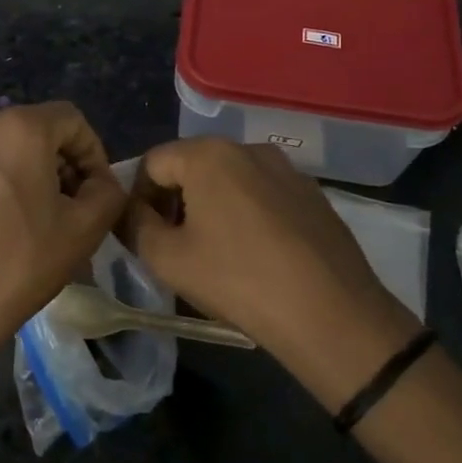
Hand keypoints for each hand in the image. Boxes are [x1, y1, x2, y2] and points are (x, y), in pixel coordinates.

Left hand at [0, 101, 127, 370]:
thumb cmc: (17, 265)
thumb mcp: (84, 231)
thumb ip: (107, 192)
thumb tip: (100, 182)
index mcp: (16, 127)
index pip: (71, 119)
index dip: (93, 153)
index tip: (96, 193)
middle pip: (33, 130)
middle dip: (58, 163)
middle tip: (70, 208)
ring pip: (0, 149)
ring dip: (25, 174)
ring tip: (33, 220)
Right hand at [122, 139, 421, 397]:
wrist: (330, 314)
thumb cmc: (237, 280)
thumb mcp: (166, 258)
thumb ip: (135, 224)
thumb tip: (131, 210)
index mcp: (208, 154)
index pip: (152, 163)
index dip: (138, 197)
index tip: (143, 235)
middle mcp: (248, 148)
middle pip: (192, 165)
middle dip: (175, 200)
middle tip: (175, 245)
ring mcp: (287, 170)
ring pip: (230, 179)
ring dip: (212, 206)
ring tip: (216, 252)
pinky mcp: (313, 195)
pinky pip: (263, 194)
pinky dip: (248, 214)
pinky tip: (256, 255)